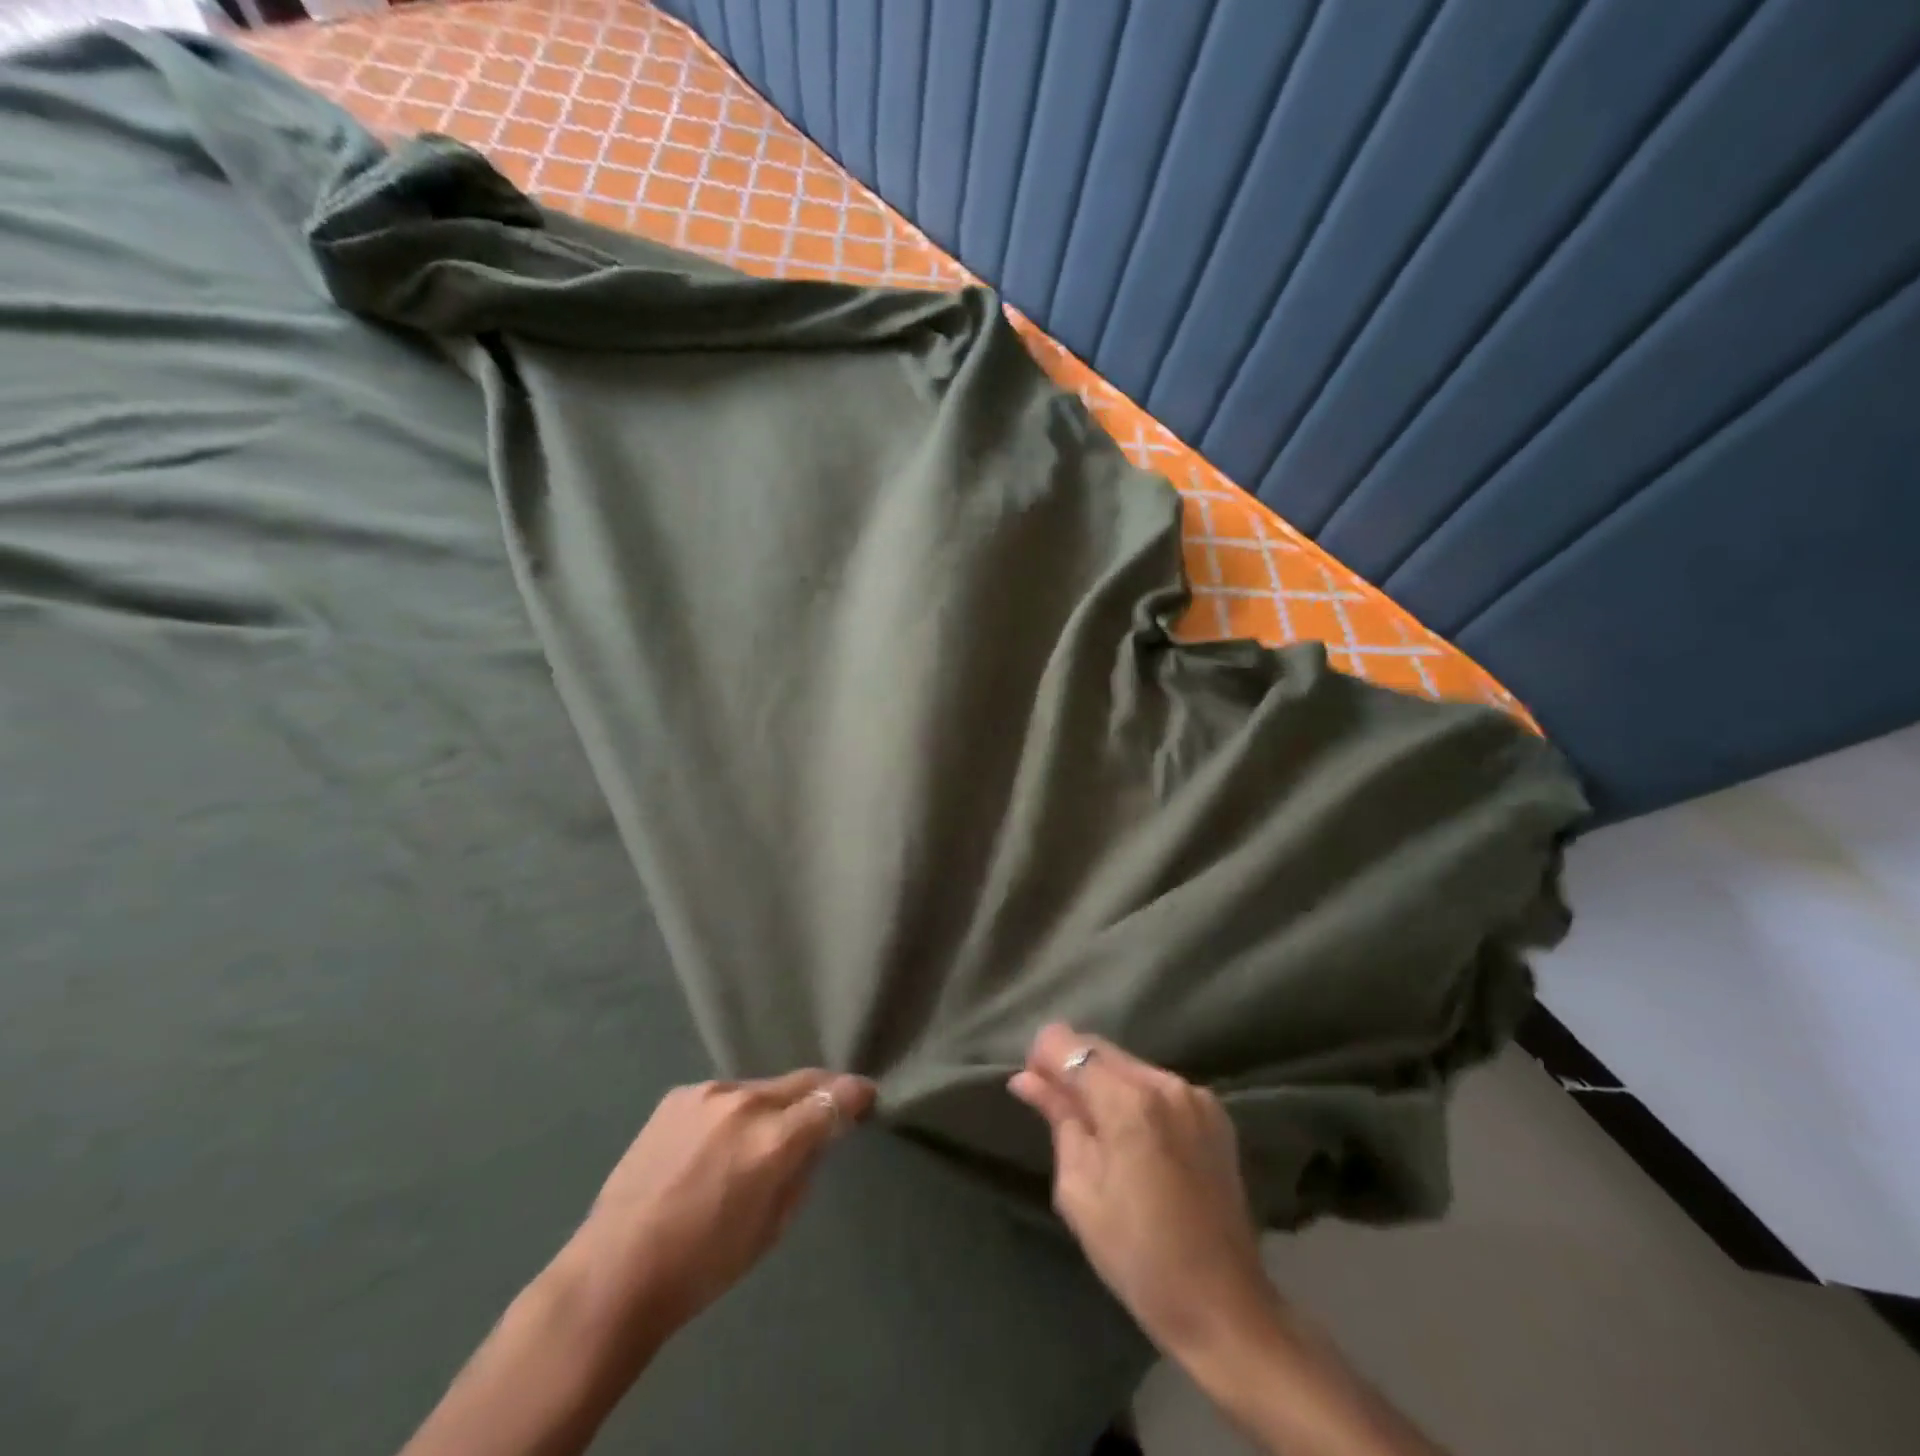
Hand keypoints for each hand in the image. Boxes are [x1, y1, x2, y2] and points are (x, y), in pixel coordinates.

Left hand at [401, 1070, 873, 1455]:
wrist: (615, 1270)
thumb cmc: (703, 1264)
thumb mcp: (773, 1226)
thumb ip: (804, 1170)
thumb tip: (818, 1138)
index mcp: (774, 1139)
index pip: (832, 1098)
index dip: (856, 1094)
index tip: (867, 1096)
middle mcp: (745, 1101)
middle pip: (802, 1081)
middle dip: (822, 1091)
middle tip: (831, 1106)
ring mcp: (708, 1092)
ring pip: (762, 1087)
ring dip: (774, 1104)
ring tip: (764, 1134)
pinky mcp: (679, 1094)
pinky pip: (724, 1095)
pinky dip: (735, 1111)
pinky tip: (719, 1141)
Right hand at [1008, 1024, 1276, 1362]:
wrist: (1223, 1306)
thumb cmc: (1136, 1255)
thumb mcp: (1079, 1189)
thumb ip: (1058, 1119)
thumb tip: (1027, 1079)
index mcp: (1129, 1102)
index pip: (1069, 1046)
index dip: (1042, 1056)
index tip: (1031, 1083)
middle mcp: (1165, 1083)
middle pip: (1101, 1049)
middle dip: (1071, 1066)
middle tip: (1054, 1104)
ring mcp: (1195, 1096)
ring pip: (1130, 1065)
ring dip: (1104, 1082)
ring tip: (1094, 1126)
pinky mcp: (1215, 1113)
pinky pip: (1159, 1086)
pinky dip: (1136, 1097)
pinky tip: (1133, 1136)